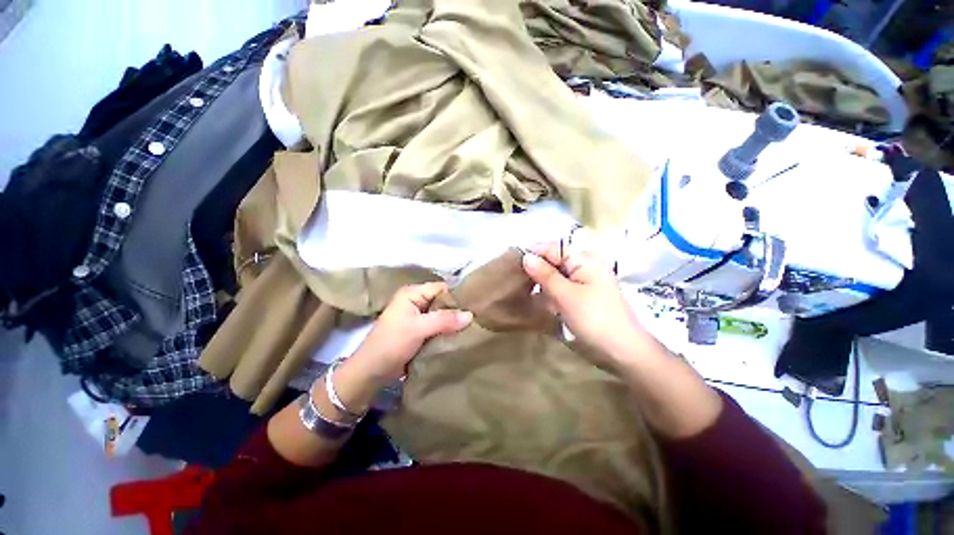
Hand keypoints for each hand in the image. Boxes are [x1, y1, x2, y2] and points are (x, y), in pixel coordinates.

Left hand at [349, 282, 472, 382]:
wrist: (371, 371)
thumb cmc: (391, 344)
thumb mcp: (418, 329)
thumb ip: (444, 320)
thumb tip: (471, 315)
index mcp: (412, 293)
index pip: (441, 288)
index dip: (457, 296)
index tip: (475, 306)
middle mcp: (416, 301)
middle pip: (443, 301)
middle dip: (457, 310)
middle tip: (476, 318)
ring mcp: (418, 316)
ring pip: (442, 315)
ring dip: (453, 322)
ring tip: (472, 327)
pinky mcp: (420, 330)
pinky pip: (438, 326)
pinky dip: (447, 330)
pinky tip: (460, 335)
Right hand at [521, 242, 648, 361]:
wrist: (622, 350)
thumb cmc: (594, 318)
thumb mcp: (565, 295)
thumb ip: (545, 274)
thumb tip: (526, 256)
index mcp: (584, 260)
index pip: (553, 248)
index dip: (533, 252)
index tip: (511, 260)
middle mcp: (584, 267)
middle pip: (554, 260)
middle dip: (535, 267)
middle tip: (513, 276)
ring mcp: (584, 282)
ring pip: (556, 275)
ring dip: (540, 281)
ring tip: (521, 286)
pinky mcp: (582, 297)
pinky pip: (561, 288)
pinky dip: (549, 292)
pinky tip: (537, 298)